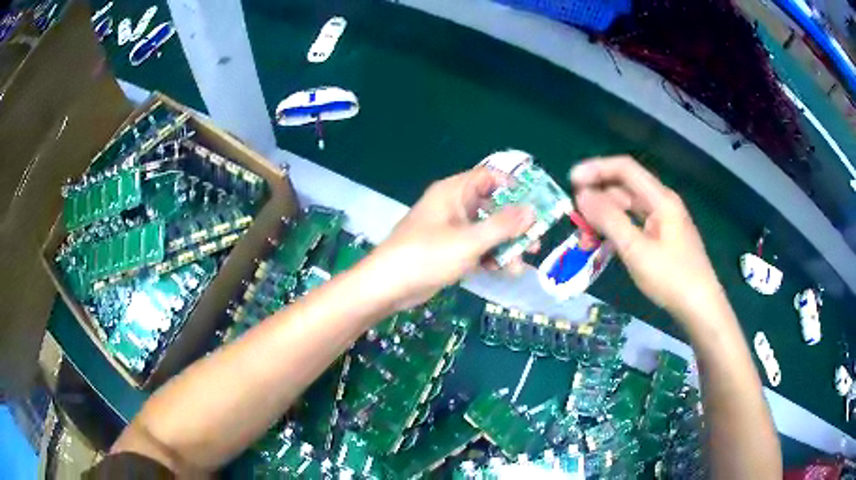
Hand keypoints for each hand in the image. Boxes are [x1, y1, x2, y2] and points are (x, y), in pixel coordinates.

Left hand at [368, 167, 534, 308]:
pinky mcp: (448, 250)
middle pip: (491, 205)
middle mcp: (453, 206)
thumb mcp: (469, 240)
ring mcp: (450, 229)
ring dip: (505, 244)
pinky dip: (490, 256)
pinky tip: (505, 270)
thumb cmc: (427, 256)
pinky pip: (476, 247)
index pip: (488, 177)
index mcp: (453, 192)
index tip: (535, 203)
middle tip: (536, 239)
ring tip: (524, 262)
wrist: (388, 286)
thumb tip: (531, 211)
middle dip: (514, 223)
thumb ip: (502, 226)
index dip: (513, 186)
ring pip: (485, 229)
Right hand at [570, 156, 723, 321]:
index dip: (596, 170)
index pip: (624, 169)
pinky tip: (606, 247)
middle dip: (598, 200)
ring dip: (605, 219)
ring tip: (586, 241)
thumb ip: (609, 219)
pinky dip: (618, 232)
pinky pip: (635, 225)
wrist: (701, 308)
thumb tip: (582, 195)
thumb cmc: (672, 278)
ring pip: (628, 209)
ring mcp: (664, 221)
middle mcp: (662, 203)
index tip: (570, 182)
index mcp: (660, 199)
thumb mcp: (636, 250)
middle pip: (625, 189)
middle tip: (576, 221)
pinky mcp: (663, 238)